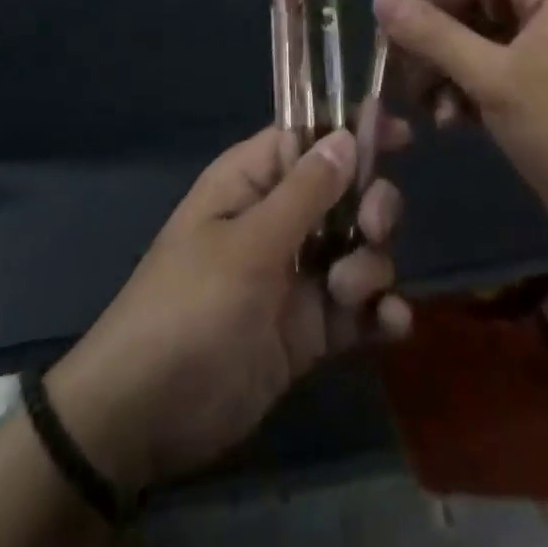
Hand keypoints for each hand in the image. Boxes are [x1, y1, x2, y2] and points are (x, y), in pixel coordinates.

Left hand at [43, 127, 409, 496]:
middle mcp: (279, 220)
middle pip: (346, 192)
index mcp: (253, 182)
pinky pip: (357, 309)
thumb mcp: (248, 246)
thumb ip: (305, 193)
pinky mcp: (309, 329)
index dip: (354, 131)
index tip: (402, 133)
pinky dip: (379, 313)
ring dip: (371, 265)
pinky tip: (391, 325)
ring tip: (349, 293)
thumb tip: (348, 135)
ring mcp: (296, 275)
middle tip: (372, 227)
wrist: (145, 416)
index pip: (310, 138)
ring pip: (358, 248)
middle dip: (371, 205)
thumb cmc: (189, 307)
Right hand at [370, 0, 547, 255]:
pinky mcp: (533, 89)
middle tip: (387, 51)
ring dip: (437, 62)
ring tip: (416, 98)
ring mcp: (539, 51)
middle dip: (425, 24)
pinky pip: (480, 70)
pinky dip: (458, 88)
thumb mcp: (497, 80)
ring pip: (467, 36)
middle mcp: (543, 11)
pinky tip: (445, 120)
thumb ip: (434, 35)